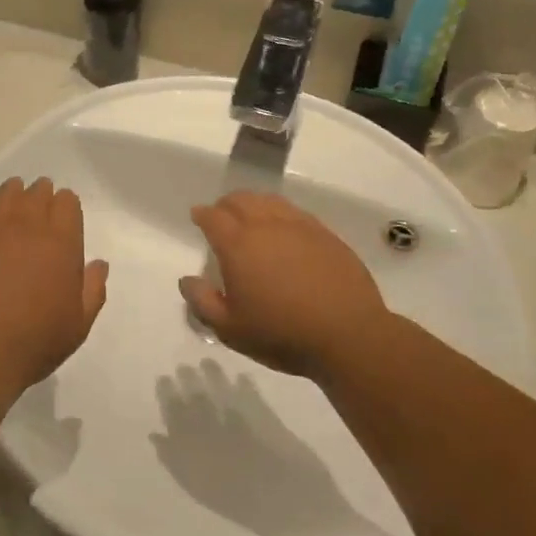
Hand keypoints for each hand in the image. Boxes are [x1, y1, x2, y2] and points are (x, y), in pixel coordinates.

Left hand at [0, 177, 108, 395]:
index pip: (67, 201)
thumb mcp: (78, 325)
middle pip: (38, 191)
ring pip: (6, 191)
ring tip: (8, 217)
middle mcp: (28, 223)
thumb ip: (93, 289)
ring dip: (12, 198)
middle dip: (40, 200)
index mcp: (61, 241)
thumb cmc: (32, 342)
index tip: (61, 225)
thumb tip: (98, 264)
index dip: (65, 210)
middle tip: (35, 221)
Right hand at [178, 192, 389, 377]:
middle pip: (241, 200)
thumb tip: (186, 279)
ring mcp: (300, 227)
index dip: (202, 214)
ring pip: (269, 201)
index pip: (213, 217)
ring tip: (251, 216)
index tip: (197, 216)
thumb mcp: (230, 329)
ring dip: (253, 204)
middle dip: (226, 205)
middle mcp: (266, 226)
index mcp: (238, 245)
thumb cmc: (282, 334)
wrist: (348, 334)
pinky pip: (296, 213)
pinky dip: (281, 213)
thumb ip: (202, 301)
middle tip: (221, 216)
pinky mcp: (326, 235)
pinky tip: (284, 229)